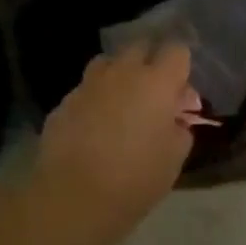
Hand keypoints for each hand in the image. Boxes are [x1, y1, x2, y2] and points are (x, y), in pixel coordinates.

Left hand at [31, 42, 194, 244]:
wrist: (73, 198)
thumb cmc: (135, 179)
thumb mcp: (174, 158)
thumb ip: (180, 129)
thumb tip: (175, 119)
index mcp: (157, 82)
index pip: (177, 50)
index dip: (181, 66)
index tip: (180, 91)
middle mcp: (123, 73)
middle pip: (140, 47)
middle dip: (150, 62)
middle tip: (154, 93)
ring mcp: (89, 85)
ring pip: (108, 63)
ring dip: (119, 74)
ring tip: (121, 103)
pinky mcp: (64, 102)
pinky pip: (85, 89)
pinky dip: (94, 99)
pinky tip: (94, 126)